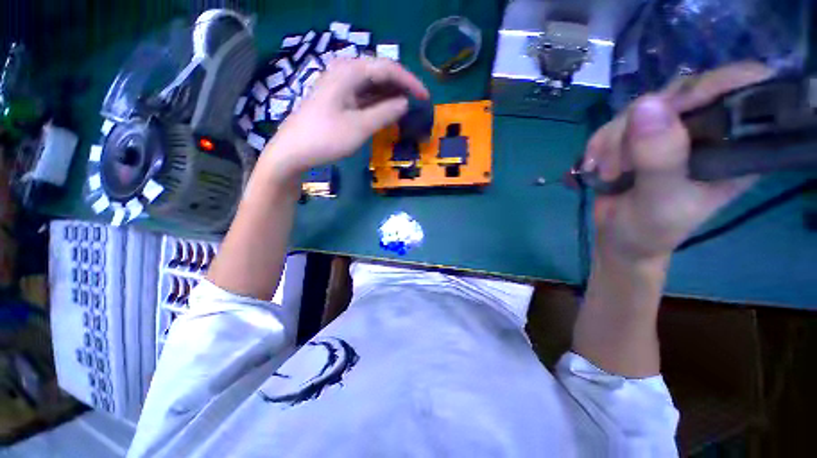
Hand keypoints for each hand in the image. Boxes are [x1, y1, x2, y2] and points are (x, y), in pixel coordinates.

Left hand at [262, 58, 429, 180]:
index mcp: (349, 72)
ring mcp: (339, 85)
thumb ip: (385, 113)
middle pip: (380, 72)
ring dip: (390, 94)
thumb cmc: (326, 138)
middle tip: (418, 102)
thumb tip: (405, 103)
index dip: (410, 82)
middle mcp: (344, 72)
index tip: (426, 97)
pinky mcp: (337, 99)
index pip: (387, 68)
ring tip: (407, 107)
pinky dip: (378, 102)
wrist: (293, 151)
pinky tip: (388, 110)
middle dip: (401, 86)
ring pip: (372, 84)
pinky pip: (363, 95)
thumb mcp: (360, 127)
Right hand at [583, 62, 773, 262]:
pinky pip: (617, 121)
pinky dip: (599, 142)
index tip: (670, 115)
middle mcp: (709, 129)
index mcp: (736, 145)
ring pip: (642, 106)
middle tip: (623, 162)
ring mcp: (672, 130)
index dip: (708, 88)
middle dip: (642, 123)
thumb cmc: (650, 229)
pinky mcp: (642, 136)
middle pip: (682, 92)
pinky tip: (595, 165)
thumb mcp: (659, 200)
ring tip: (608, 173)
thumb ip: (660, 159)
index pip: (742, 87)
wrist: (619, 238)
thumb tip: (647, 105)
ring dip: (613, 139)